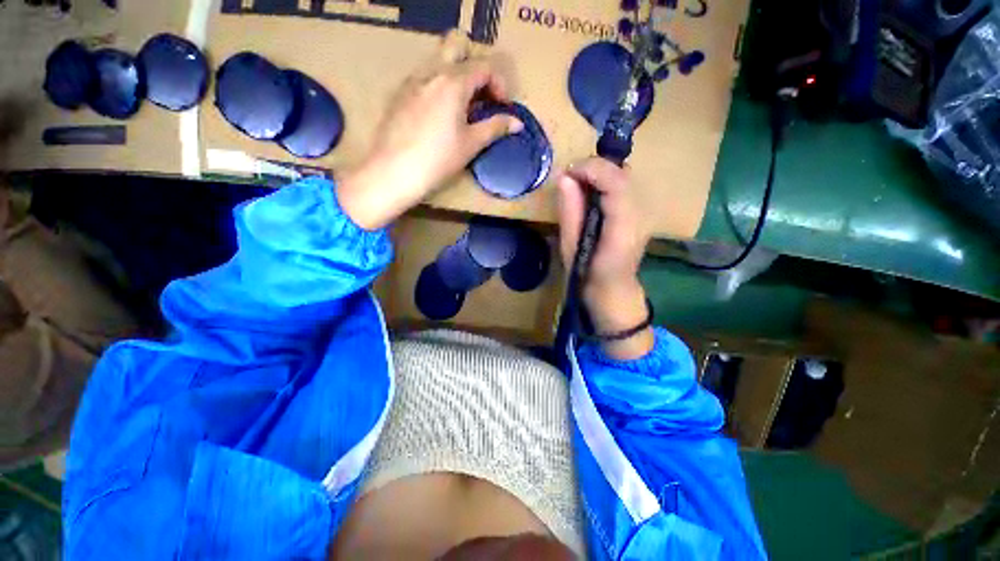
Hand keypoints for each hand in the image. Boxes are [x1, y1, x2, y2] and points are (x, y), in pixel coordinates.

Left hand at [338, 31, 521, 229]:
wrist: (394, 171)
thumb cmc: (438, 159)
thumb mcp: (471, 144)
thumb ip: (495, 128)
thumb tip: (517, 123)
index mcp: (454, 82)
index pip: (484, 67)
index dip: (500, 84)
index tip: (502, 107)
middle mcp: (432, 72)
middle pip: (457, 45)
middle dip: (475, 66)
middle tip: (481, 96)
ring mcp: (412, 80)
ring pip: (438, 61)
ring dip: (456, 76)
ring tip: (461, 109)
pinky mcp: (399, 94)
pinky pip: (423, 77)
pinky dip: (438, 86)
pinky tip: (438, 115)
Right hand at [557, 158, 654, 359]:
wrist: (613, 293)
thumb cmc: (588, 278)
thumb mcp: (571, 249)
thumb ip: (570, 213)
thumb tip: (564, 178)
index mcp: (622, 229)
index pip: (617, 183)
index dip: (592, 169)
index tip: (567, 171)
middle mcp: (640, 216)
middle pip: (623, 174)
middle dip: (594, 168)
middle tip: (568, 177)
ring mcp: (643, 213)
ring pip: (624, 177)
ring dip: (598, 173)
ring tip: (576, 183)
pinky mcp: (639, 213)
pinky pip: (623, 186)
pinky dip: (604, 181)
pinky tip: (588, 192)